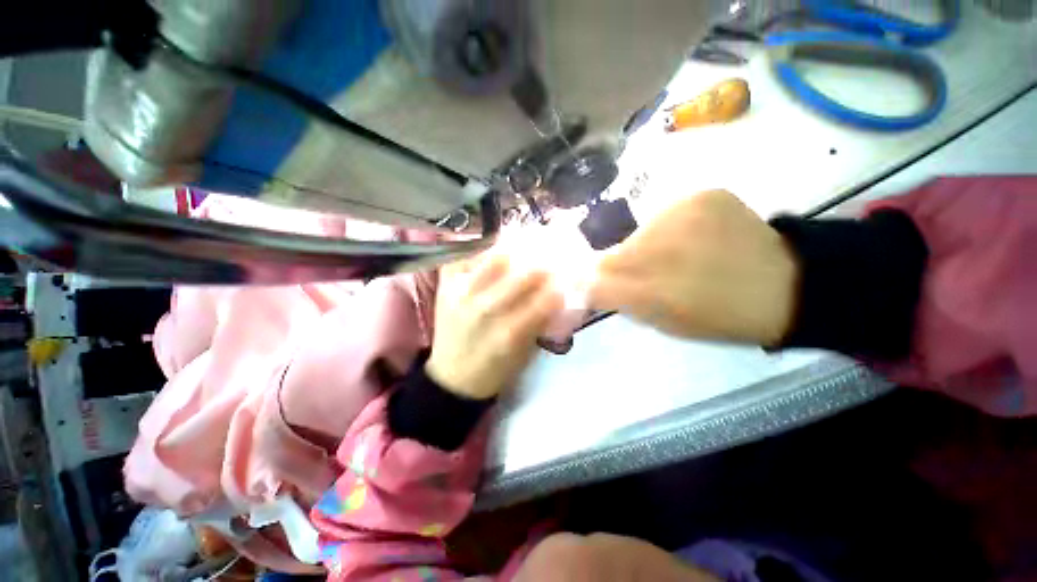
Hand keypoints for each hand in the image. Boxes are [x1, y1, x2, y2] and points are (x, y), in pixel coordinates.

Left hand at [427, 254, 562, 399]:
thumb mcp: (525, 351)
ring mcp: (461, 295)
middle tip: (546, 266)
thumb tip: (556, 294)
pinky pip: (465, 257)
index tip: (564, 284)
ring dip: (512, 255)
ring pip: (493, 259)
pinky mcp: (445, 287)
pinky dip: (481, 253)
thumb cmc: (495, 369)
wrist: (453, 378)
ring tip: (518, 255)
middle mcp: (484, 310)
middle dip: (540, 268)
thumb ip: (540, 321)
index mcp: (508, 333)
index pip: (544, 301)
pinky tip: (490, 255)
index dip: (559, 289)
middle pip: (521, 275)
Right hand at [590, 190, 799, 345]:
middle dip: (617, 266)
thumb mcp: (663, 322)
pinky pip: (667, 214)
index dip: (589, 282)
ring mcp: (685, 215)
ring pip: (638, 233)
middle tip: (643, 275)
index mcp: (655, 293)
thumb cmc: (719, 316)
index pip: (597, 280)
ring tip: (675, 257)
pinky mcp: (704, 195)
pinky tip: (695, 238)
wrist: (786, 286)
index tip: (591, 286)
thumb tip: (587, 284)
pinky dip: (671, 227)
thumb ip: (620, 300)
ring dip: (645, 246)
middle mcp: (663, 250)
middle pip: (614, 254)